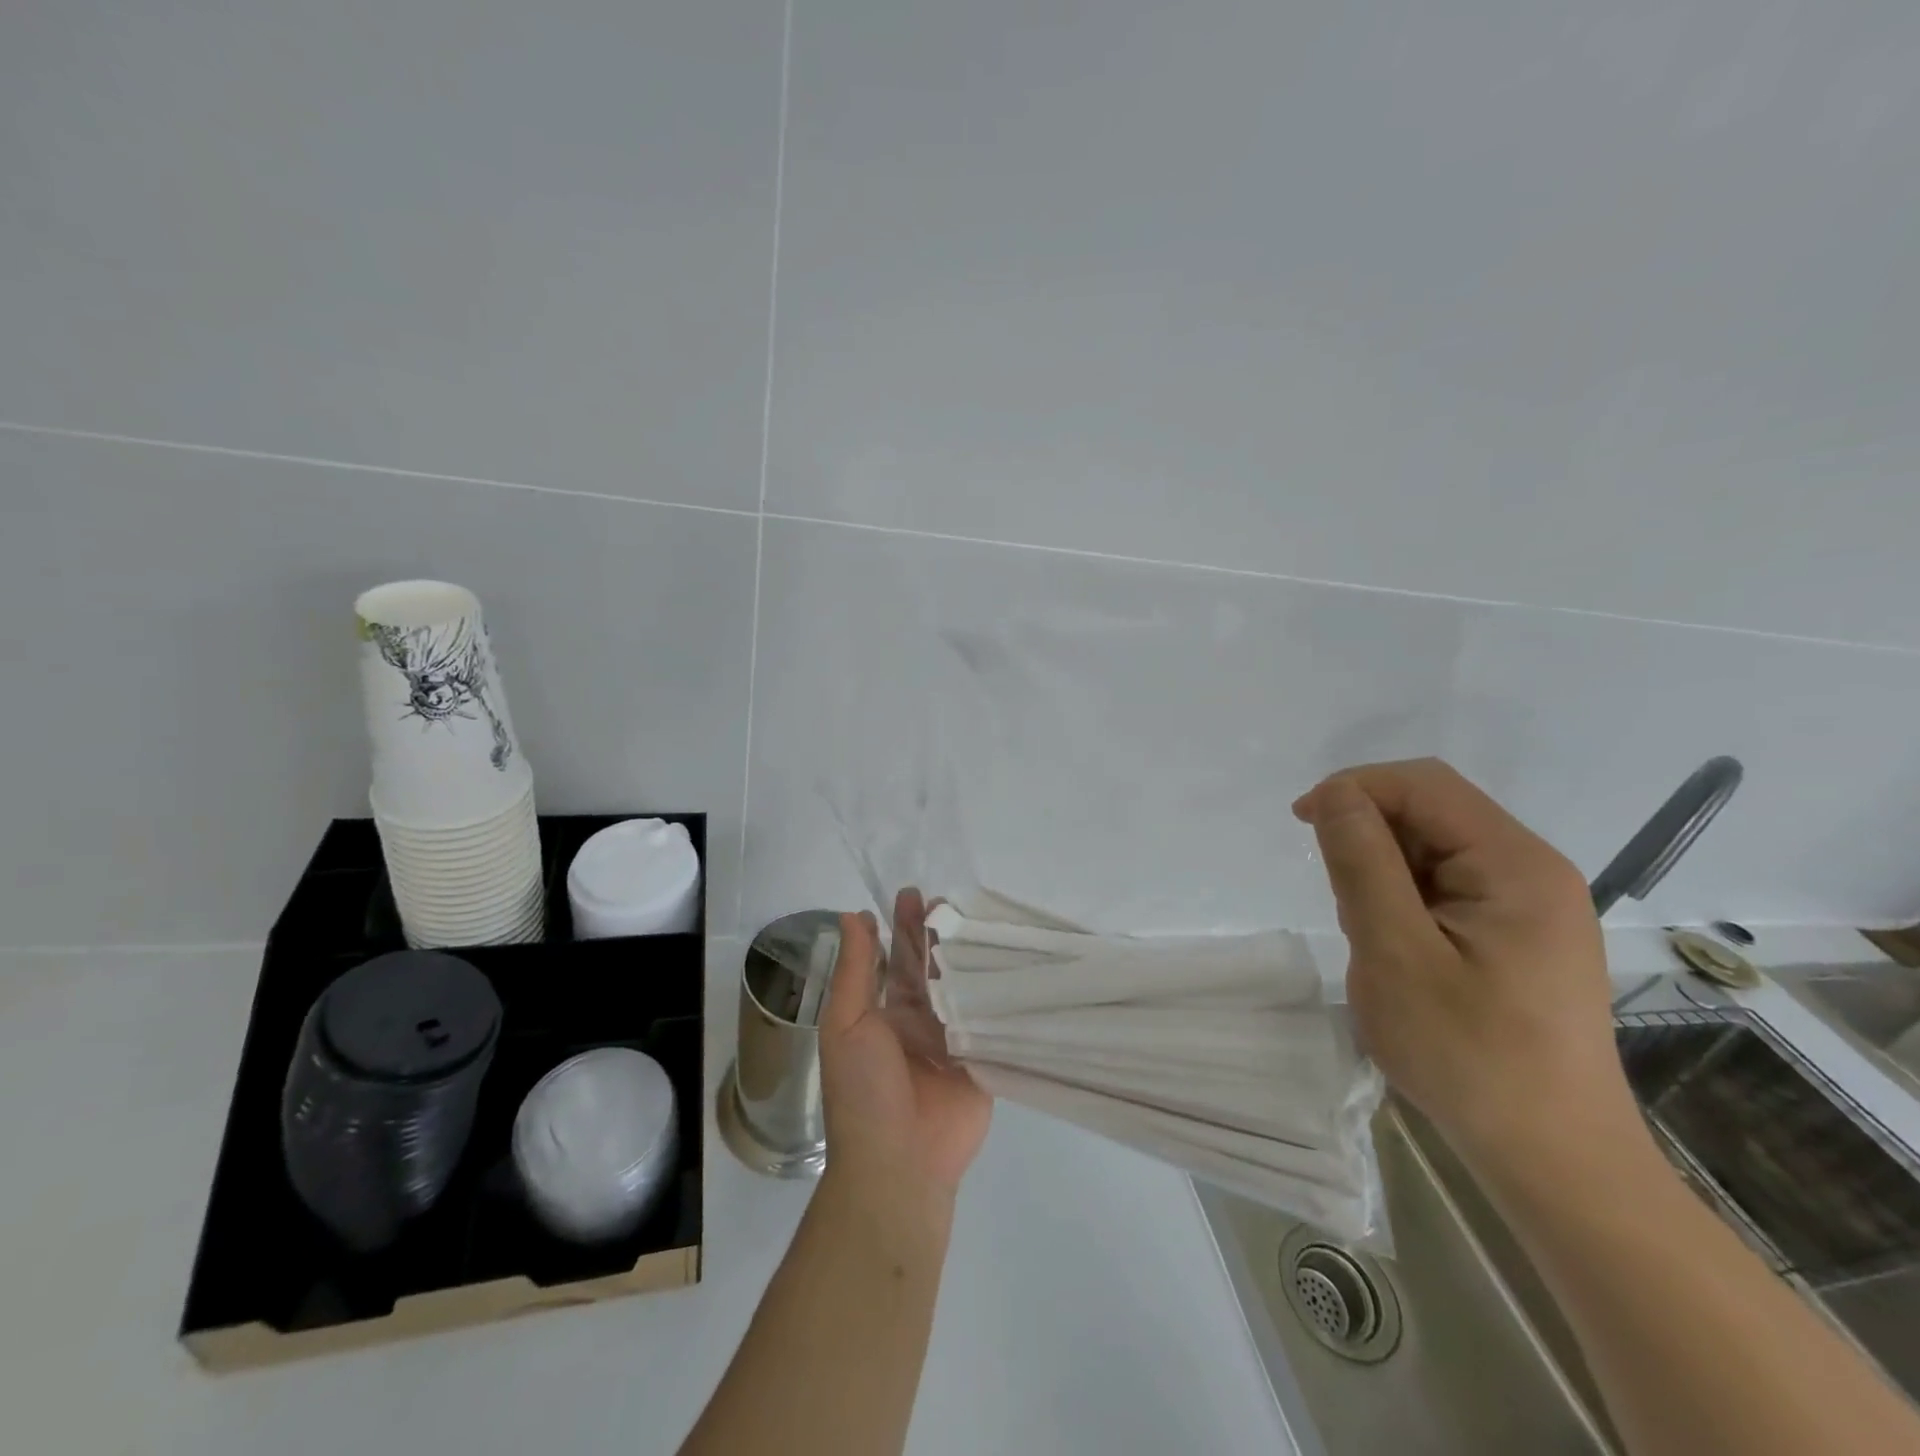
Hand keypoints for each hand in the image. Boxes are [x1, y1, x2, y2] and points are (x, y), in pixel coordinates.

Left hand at [818, 891, 992, 1201]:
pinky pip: (992, 1016)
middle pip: (931, 966)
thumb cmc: (863, 1091)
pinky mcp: (984, 1056)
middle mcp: (919, 1019)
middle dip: (936, 933)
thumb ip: (855, 970)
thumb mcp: (847, 1023)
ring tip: (981, 918)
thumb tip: (853, 916)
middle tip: (947, 898)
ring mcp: (954, 1037)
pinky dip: (999, 989)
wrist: (899, 1163)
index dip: (900, 926)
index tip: (911, 893)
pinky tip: (1013, 957)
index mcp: (883, 1012)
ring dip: (969, 953)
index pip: (894, 958)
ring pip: (963, 984)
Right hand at [1292, 758, 1635, 1172]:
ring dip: (1384, 871)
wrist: (1553, 1158)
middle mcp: (1532, 870)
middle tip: (1340, 900)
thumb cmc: (1469, 1056)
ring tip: (1371, 935)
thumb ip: (1362, 864)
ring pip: (1434, 848)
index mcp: (1515, 864)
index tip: (1302, 825)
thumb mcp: (1395, 953)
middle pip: (1432, 811)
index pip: (1423, 785)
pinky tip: (1399, 948)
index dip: (1355, 788)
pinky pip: (1447, 884)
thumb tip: (1335, 794)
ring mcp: (1531, 903)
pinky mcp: (1519, 932)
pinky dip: (1405, 898)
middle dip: (1369, 836)